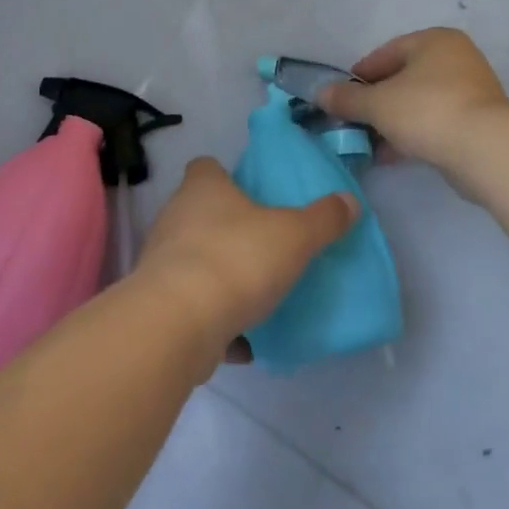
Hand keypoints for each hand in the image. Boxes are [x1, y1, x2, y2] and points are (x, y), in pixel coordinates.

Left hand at [135, 157, 357, 373]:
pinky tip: (245, 341)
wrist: (178, 323)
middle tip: (264, 243)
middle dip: (228, 227)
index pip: (206, 167)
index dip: (225, 175)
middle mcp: (176, 216)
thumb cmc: (237, 259)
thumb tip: (350, 200)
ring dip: (221, 277)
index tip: (249, 191)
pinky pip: (193, 308)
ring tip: (257, 295)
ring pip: (196, 261)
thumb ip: (323, 219)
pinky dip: (215, 321)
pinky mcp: (159, 305)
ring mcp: (162, 261)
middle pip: (200, 213)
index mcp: (203, 188)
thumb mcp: (294, 236)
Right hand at [318, 28, 508, 180]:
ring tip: (370, 143)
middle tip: (355, 120)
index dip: (360, 75)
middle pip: (404, 77)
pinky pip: (436, 122)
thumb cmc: (426, 110)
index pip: (387, 52)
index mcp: (434, 40)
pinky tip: (393, 155)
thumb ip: (346, 98)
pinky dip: (414, 134)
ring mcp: (472, 90)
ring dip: (393, 121)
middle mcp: (456, 58)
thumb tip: (319, 93)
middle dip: (377, 101)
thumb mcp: (377, 103)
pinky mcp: (479, 121)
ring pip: (420, 102)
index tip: (342, 96)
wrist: (486, 150)